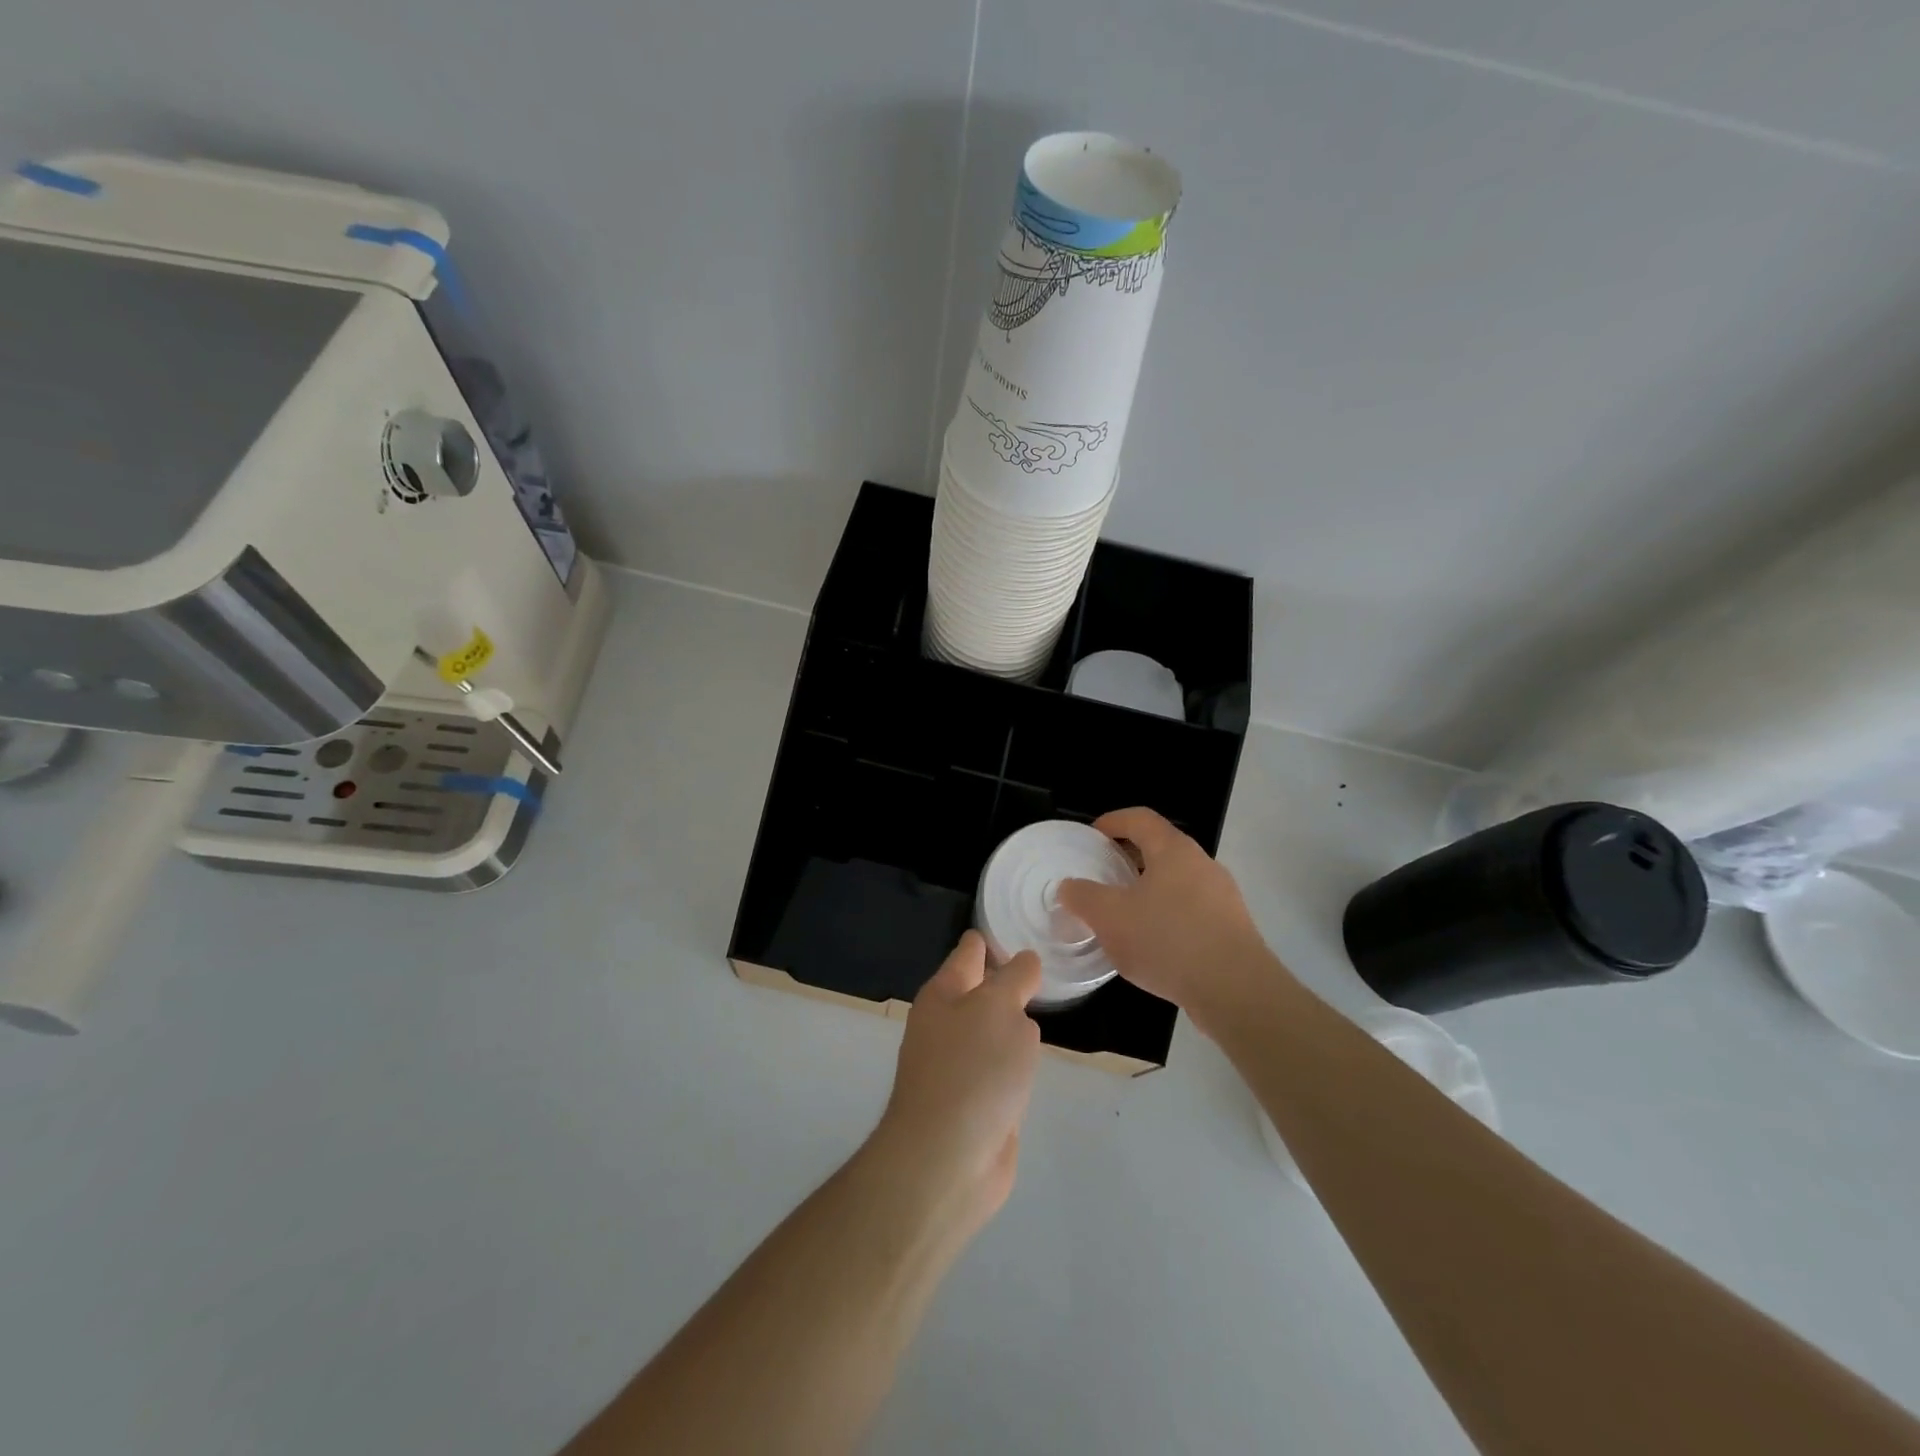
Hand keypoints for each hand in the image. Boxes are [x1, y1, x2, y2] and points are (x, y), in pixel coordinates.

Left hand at [870, 932, 1042, 1234]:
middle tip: (1048, 965)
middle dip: (1008, 979)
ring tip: (1045, 1004)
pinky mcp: (976, 1101)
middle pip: (982, 989)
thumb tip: (1025, 962)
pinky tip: (1034, 1059)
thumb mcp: (1000, 1008)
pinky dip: (1015, 1061)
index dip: (994, 938)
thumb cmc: (972, 1070)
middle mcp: (948, 1023)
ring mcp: (960, 1065)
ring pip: (993, 1029)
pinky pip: (1000, 1067)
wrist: (946, 1160)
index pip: (971, 951)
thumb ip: (1016, 978)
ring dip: (1013, 1022)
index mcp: (945, 993)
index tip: (1026, 928)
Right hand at [1057, 807, 1281, 1030]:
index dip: (1113, 821)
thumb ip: (1083, 897)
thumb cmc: (1168, 940)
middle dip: (1129, 858)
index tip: (1091, 836)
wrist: (1236, 990)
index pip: (1140, 818)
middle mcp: (1202, 864)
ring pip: (1177, 881)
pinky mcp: (1232, 928)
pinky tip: (1154, 945)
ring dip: (1149, 890)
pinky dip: (1168, 916)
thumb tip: (1069, 886)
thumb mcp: (1110, 918)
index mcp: (1173, 850)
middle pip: (1161, 848)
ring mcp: (1222, 897)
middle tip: (1102, 875)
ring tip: (1124, 914)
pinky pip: (1192, 910)